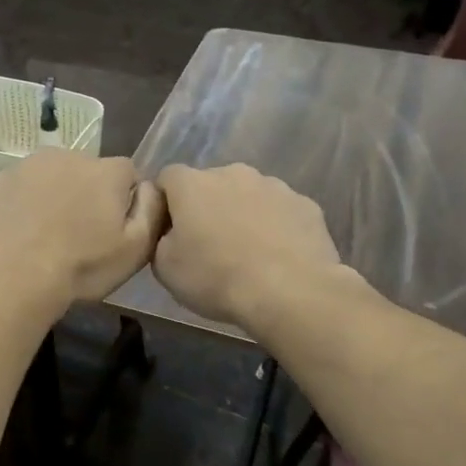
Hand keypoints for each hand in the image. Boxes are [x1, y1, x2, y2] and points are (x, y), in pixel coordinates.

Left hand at [0, 149, 165, 313]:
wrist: (13, 275)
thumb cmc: (81, 266)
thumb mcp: (135, 249)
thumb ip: (152, 210)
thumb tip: (150, 186)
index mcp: (108, 171)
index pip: (128, 174)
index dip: (124, 200)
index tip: (113, 229)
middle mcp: (71, 155)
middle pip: (90, 171)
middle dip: (89, 194)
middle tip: (80, 233)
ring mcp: (32, 164)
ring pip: (55, 175)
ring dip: (57, 194)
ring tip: (49, 232)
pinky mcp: (2, 178)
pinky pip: (25, 185)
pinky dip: (28, 200)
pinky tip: (24, 229)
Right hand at [152, 164, 356, 330]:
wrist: (290, 292)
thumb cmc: (216, 278)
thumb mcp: (165, 268)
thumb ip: (160, 239)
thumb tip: (169, 233)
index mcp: (192, 184)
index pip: (167, 178)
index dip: (165, 203)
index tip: (169, 232)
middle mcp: (232, 173)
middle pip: (210, 184)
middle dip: (206, 207)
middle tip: (208, 246)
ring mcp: (274, 185)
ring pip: (248, 195)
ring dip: (242, 215)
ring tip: (247, 254)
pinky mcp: (305, 204)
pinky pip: (280, 211)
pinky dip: (274, 227)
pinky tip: (277, 257)